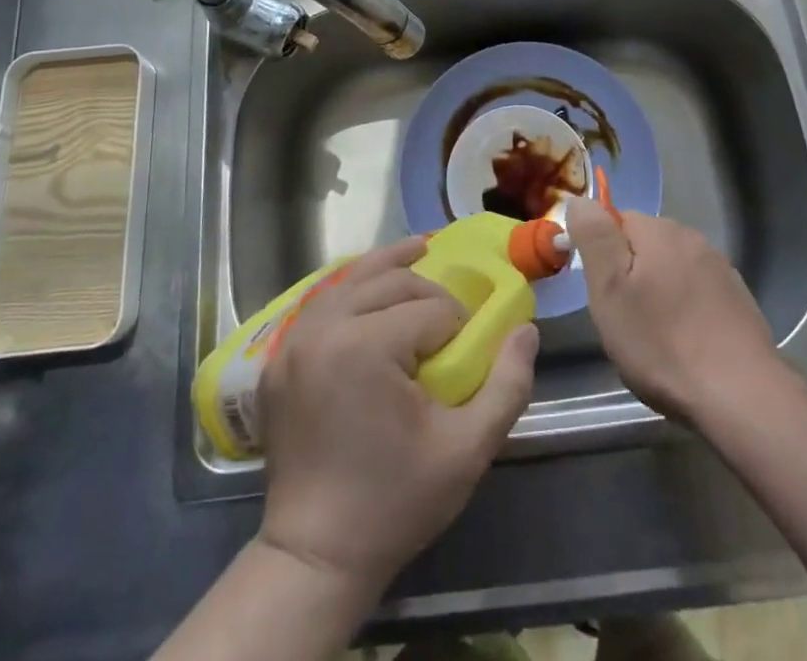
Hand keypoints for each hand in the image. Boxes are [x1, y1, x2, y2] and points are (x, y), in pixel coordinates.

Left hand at [257, 237, 537, 591]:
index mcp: (366, 346)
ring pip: (352, 279)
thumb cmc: (396, 501)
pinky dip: (353, 287)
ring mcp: (294, 340)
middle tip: (450, 320)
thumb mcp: (467, 450)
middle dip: (428, 291)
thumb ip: (507, 385)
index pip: (430, 310)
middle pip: (390, 281)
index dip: (458, 326)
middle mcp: (325, 328)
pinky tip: (373, 287)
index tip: (467, 356)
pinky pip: (323, 302)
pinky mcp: (279, 356)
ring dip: (389, 268)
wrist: (315, 555)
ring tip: (419, 251)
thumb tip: (527, 330)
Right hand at [567, 197, 780, 426]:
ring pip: (672, 269)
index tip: (599, 292)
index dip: (600, 253)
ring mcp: (720, 269)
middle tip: (622, 319)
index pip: (616, 220)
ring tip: (653, 338)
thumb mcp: (610, 289)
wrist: (741, 397)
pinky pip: (697, 293)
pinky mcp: (739, 301)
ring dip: (658, 292)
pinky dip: (686, 310)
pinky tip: (686, 345)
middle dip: (630, 275)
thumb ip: (594, 237)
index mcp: (659, 230)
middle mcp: (692, 239)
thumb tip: (580, 199)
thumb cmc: (663, 342)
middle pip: (645, 245)